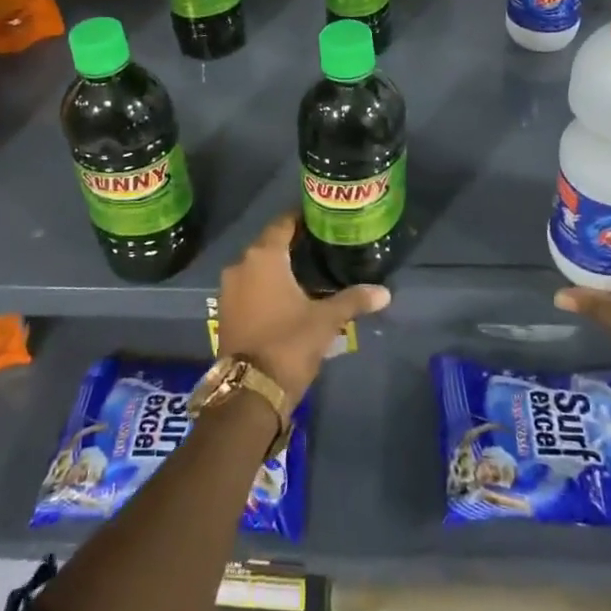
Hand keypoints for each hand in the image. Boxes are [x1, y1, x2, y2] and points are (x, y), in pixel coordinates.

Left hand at [215, 213, 389, 413]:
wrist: (249, 392)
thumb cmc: (289, 343)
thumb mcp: (326, 320)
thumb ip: (353, 300)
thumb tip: (385, 292)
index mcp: (264, 256)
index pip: (283, 223)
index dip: (301, 218)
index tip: (321, 219)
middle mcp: (241, 265)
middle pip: (269, 244)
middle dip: (292, 244)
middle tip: (320, 246)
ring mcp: (228, 289)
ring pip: (257, 267)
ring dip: (277, 267)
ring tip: (307, 271)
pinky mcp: (225, 311)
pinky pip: (248, 287)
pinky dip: (265, 286)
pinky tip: (286, 295)